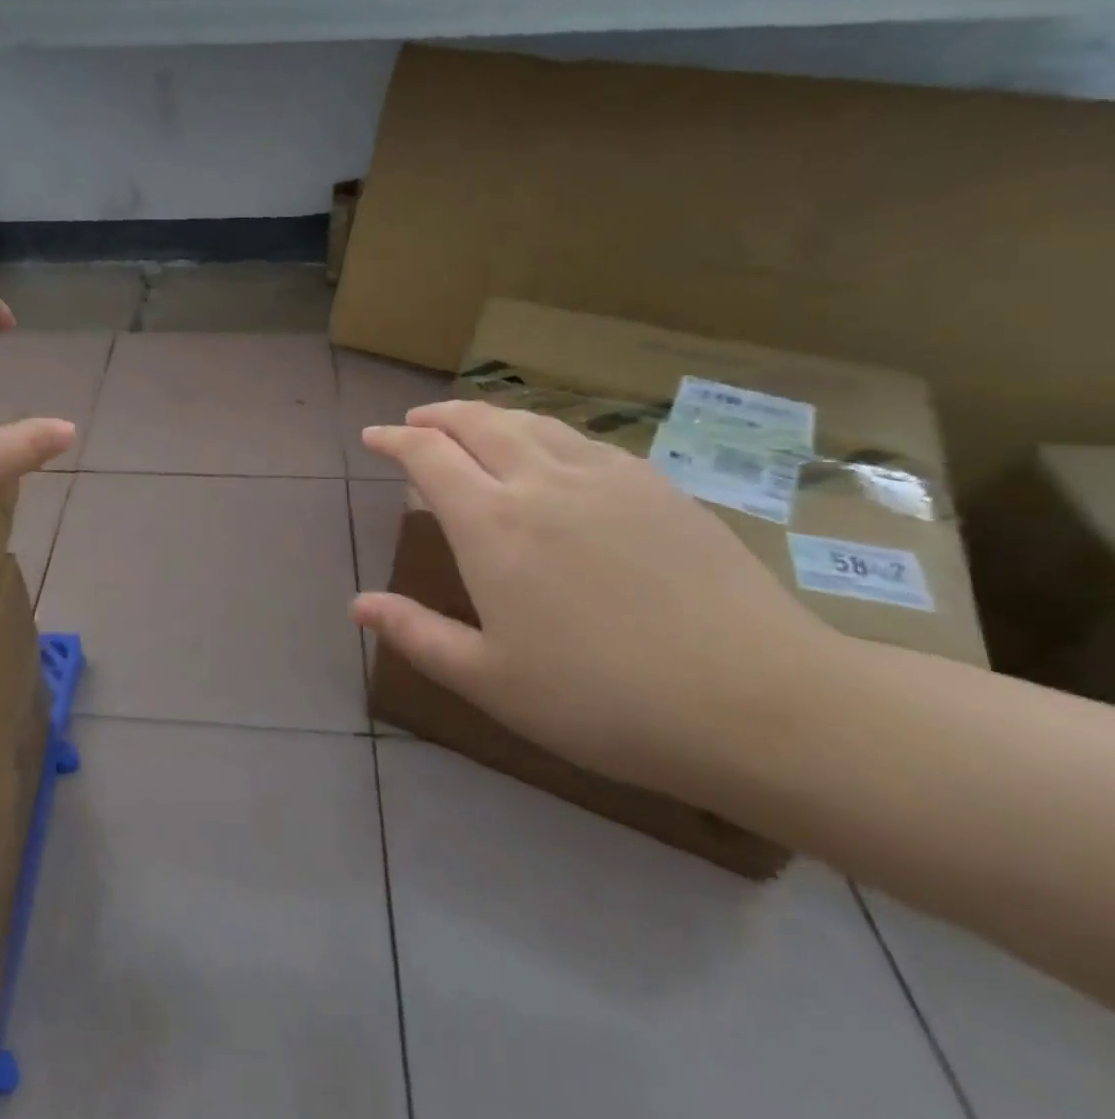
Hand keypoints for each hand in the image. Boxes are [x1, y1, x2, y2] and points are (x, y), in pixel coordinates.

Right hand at [354, 401, 842, 801]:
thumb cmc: (604, 700)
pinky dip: (544, 433)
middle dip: (438, 415)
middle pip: (478, 422)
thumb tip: (358, 605)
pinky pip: (582, 440)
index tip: (374, 437)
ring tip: (473, 427)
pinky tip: (551, 455)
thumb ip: (417, 634)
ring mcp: (606, 477)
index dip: (395, 439)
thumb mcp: (491, 680)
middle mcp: (543, 482)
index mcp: (493, 525)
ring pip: (532, 422)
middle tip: (416, 422)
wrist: (759, 703)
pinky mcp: (657, 486)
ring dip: (490, 417)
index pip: (429, 456)